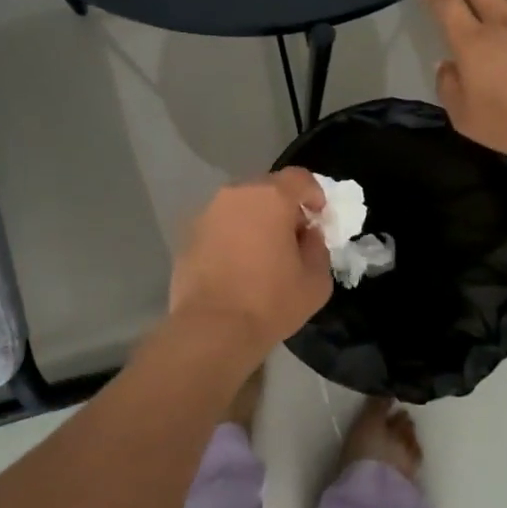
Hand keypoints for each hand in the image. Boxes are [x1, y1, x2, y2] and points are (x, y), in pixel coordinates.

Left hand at [169, 170, 334, 350]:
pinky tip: (236, 266)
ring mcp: (207, 213)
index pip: (299, 178)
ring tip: (262, 253)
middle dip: (283, 207)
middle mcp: (236, 195)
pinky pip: (220, 226)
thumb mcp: (316, 281)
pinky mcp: (187, 235)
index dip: (314, 193)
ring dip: (255, 221)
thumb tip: (308, 235)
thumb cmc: (270, 302)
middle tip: (292, 236)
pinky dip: (232, 237)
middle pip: (267, 189)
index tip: (319, 216)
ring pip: (240, 207)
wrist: (211, 329)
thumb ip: (318, 248)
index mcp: (270, 197)